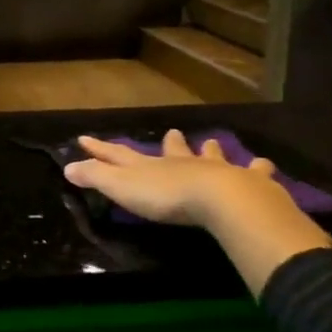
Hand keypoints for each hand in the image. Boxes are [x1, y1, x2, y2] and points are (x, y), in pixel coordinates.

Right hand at [63, 129, 289, 228]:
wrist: (221, 199)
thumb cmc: (167, 196)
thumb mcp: (122, 188)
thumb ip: (96, 177)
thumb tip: (66, 166)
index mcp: (151, 166)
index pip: (119, 154)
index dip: (100, 149)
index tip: (84, 138)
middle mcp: (182, 163)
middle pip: (173, 150)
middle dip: (169, 143)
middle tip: (172, 131)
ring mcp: (216, 170)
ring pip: (211, 156)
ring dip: (209, 150)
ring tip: (211, 142)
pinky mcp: (247, 183)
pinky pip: (255, 173)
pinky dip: (259, 169)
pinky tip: (265, 165)